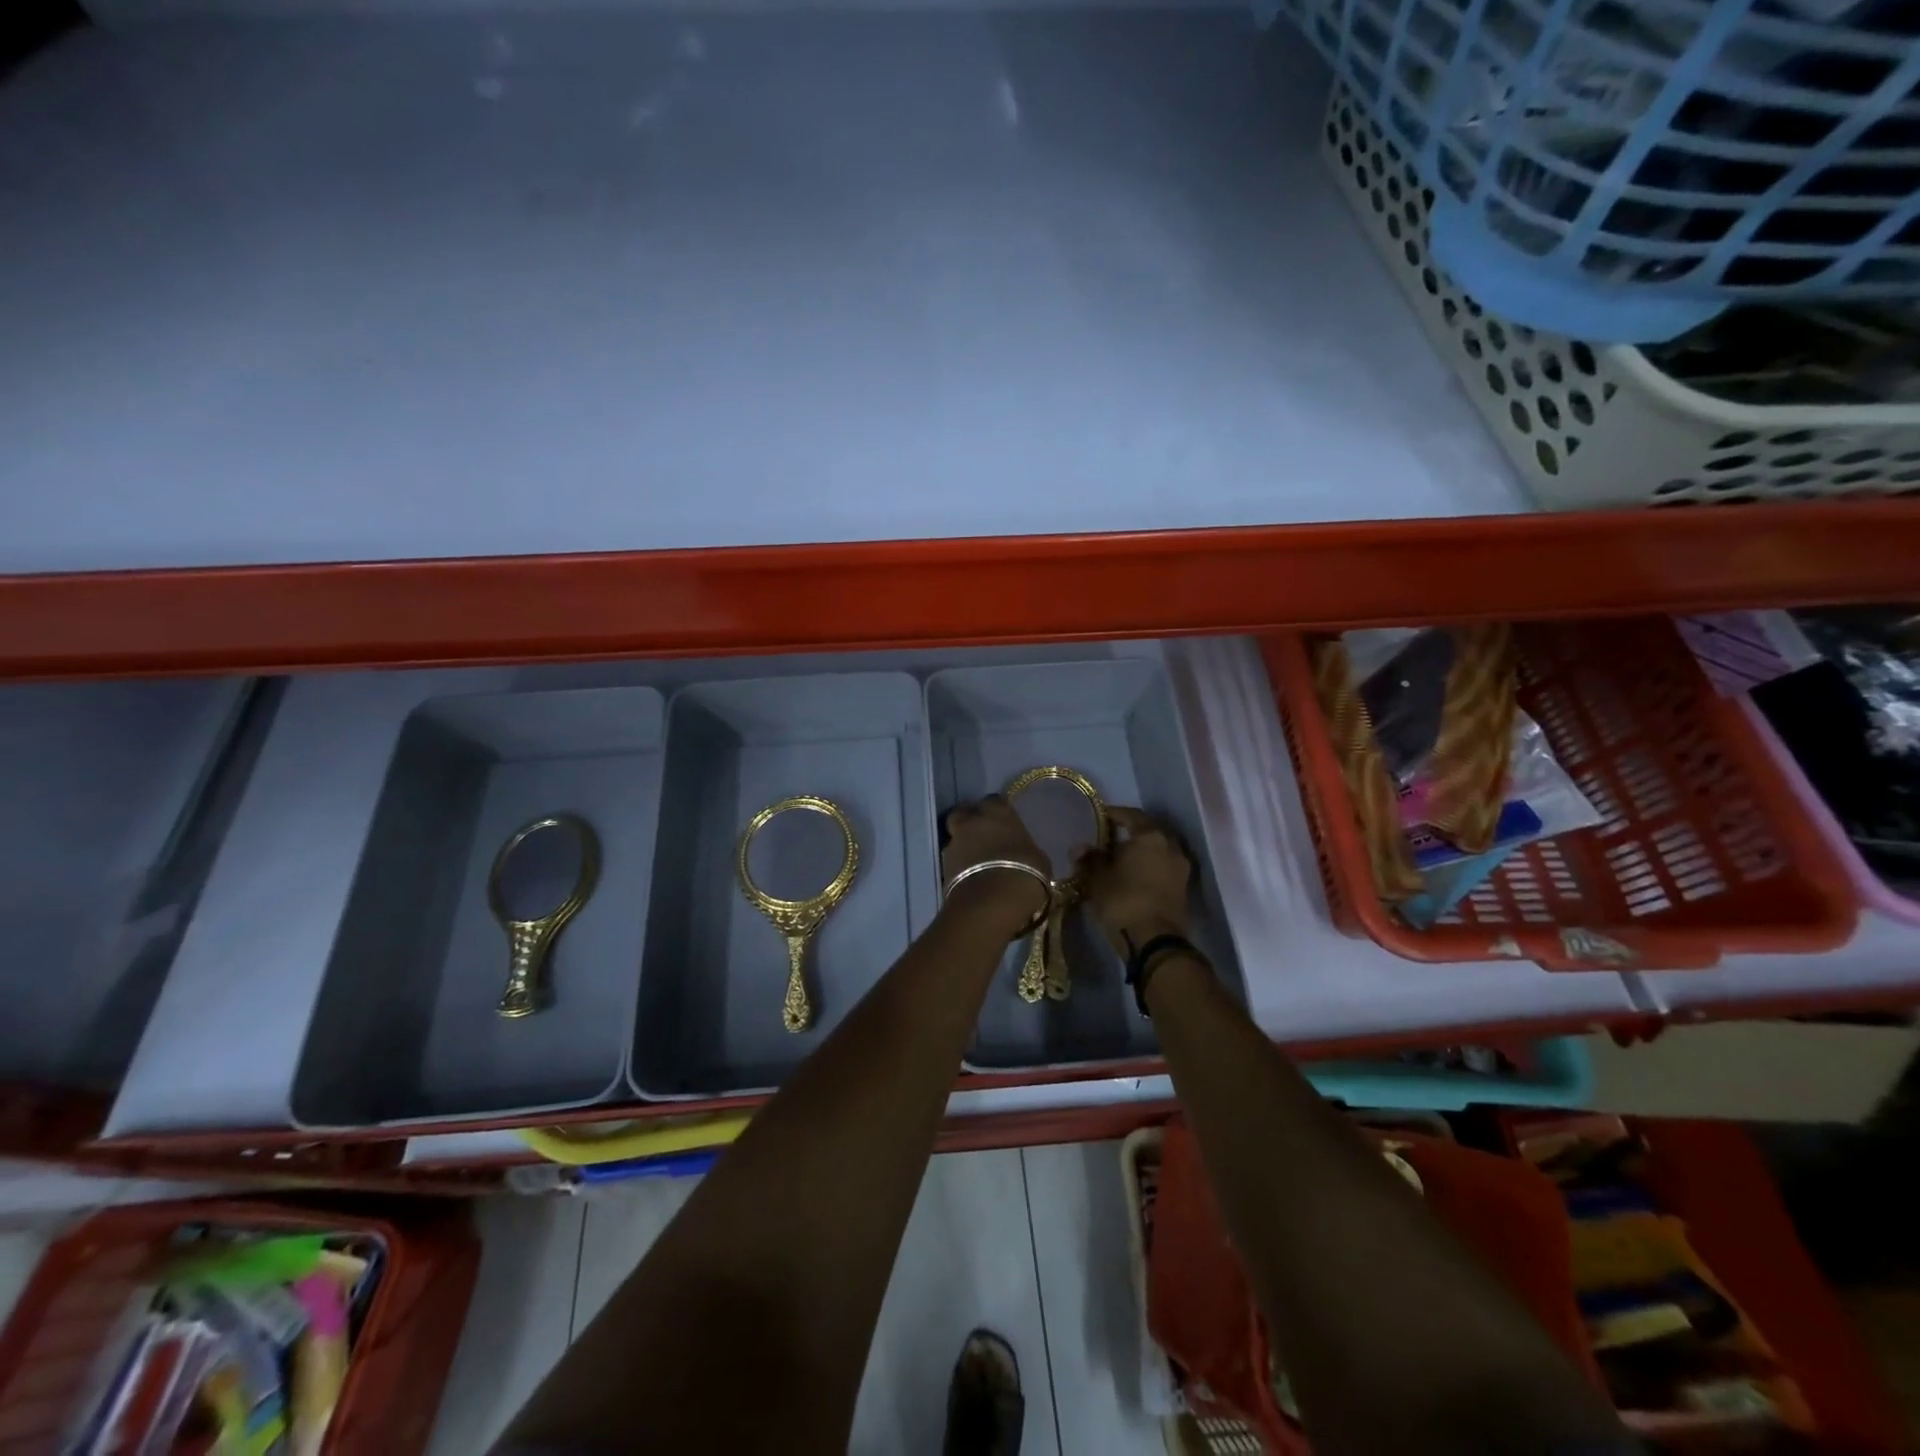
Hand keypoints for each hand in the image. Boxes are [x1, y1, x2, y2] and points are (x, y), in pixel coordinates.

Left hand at [940, 796, 1049, 937]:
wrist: (991, 902)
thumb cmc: (1024, 873)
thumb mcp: (1038, 859)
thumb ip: (1025, 849)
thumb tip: (1024, 852)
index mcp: (999, 812)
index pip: (995, 800)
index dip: (998, 811)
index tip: (1005, 822)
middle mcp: (972, 821)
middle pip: (964, 812)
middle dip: (971, 820)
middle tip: (983, 834)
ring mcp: (954, 842)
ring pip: (955, 836)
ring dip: (964, 844)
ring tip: (976, 861)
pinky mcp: (943, 865)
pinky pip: (952, 859)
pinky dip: (959, 865)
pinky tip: (971, 877)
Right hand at [1074, 805, 1192, 952]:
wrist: (1154, 942)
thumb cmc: (1122, 901)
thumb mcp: (1097, 879)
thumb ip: (1089, 859)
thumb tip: (1080, 847)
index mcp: (1150, 836)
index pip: (1131, 815)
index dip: (1113, 815)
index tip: (1099, 817)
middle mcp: (1171, 846)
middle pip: (1147, 832)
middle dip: (1129, 834)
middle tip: (1108, 839)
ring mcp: (1180, 868)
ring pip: (1157, 851)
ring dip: (1140, 852)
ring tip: (1119, 860)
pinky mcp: (1183, 888)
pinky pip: (1163, 868)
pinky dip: (1148, 867)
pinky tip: (1132, 875)